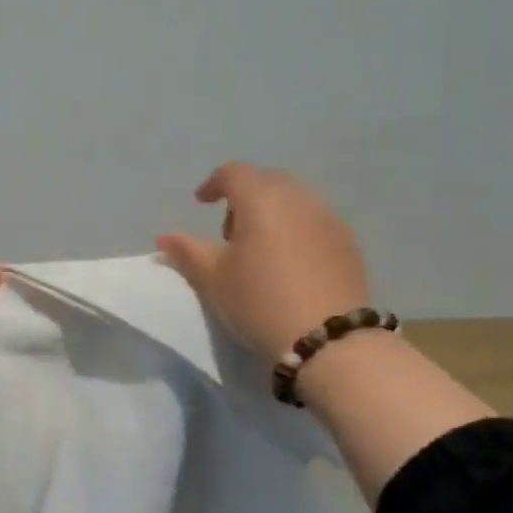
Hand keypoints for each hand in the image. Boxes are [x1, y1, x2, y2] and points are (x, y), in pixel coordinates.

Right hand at [156, 162, 370, 363]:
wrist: (327, 339)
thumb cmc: (259, 301)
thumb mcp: (214, 279)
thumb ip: (187, 252)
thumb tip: (164, 237)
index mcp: (261, 199)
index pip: (233, 173)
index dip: (213, 184)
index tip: (202, 203)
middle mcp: (298, 198)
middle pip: (265, 181)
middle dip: (244, 197)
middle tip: (230, 234)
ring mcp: (328, 218)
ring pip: (293, 200)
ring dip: (271, 212)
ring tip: (260, 250)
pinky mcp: (348, 242)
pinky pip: (314, 220)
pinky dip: (295, 228)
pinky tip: (289, 263)